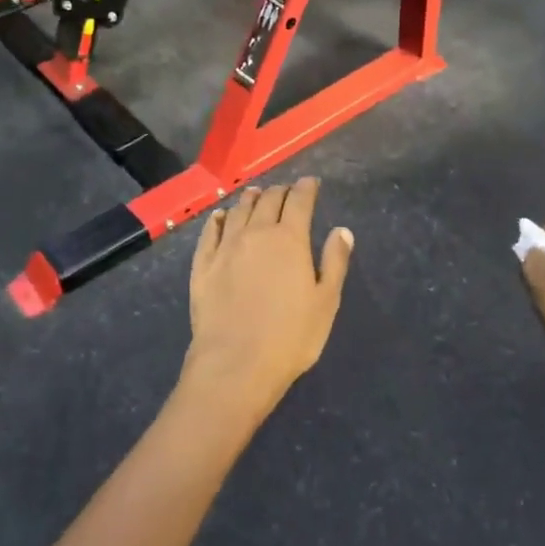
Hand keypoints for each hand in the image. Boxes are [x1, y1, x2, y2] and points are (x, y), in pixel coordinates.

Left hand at [183, 178, 353, 426]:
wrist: (235, 363)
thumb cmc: (290, 336)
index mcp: (290, 239)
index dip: (306, 188)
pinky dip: (218, 219)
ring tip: (256, 194)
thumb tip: (342, 230)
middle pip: (268, 201)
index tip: (311, 182)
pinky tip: (220, 217)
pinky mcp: (203, 264)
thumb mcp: (325, 302)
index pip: (299, 201)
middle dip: (280, 191)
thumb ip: (335, 262)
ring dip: (250, 199)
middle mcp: (256, 234)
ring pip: (238, 211)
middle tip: (286, 191)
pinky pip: (210, 232)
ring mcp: (225, 247)